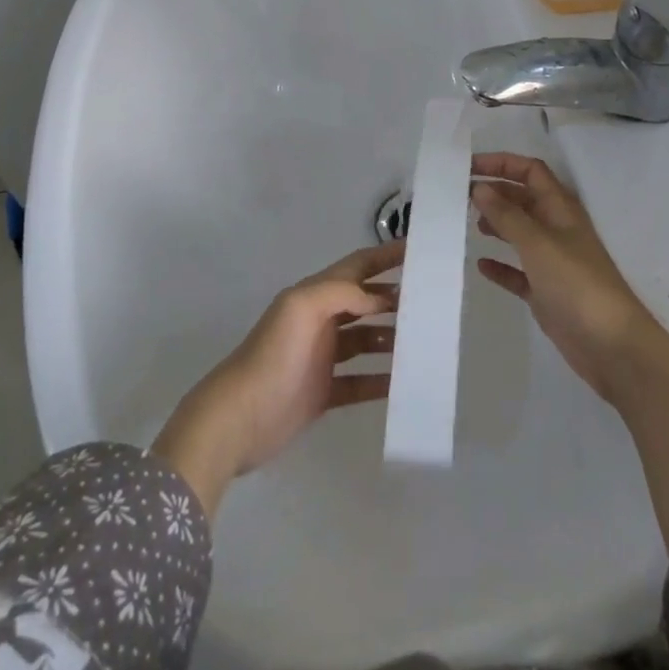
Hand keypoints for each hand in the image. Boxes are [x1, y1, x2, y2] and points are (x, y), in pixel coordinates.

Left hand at [151, 240, 401, 516]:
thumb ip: (341, 292)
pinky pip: (359, 382)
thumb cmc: (272, 356)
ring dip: (391, 338)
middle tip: (430, 303)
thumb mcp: (302, 308)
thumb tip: (378, 298)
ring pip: (364, 340)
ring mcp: (321, 358)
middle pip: (364, 302)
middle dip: (394, 299)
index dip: (385, 257)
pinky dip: (380, 381)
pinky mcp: (322, 393)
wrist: (238, 419)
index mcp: (314, 294)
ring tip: (422, 343)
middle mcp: (320, 321)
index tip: (418, 250)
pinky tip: (402, 384)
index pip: (357, 266)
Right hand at [470, 153, 662, 404]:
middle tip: (460, 195)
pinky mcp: (547, 293)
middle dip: (495, 192)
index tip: (469, 166)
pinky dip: (501, 266)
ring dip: (497, 224)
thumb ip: (507, 215)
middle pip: (523, 199)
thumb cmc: (576, 284)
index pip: (530, 172)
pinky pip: (519, 272)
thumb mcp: (538, 243)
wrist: (612, 346)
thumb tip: (480, 187)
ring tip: (469, 223)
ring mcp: (552, 262)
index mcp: (560, 209)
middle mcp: (556, 229)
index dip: (502, 163)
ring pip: (520, 233)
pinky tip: (481, 265)